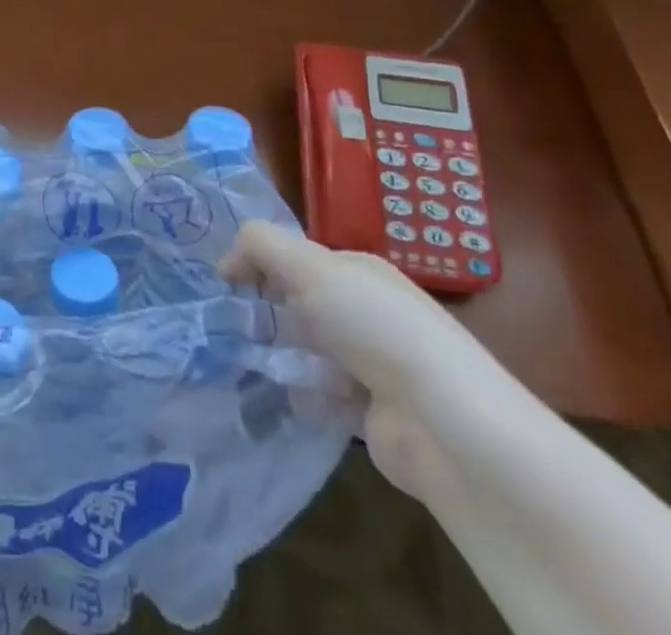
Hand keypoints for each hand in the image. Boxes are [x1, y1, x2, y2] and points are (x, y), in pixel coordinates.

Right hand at [220, 221, 517, 498]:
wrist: (444, 424)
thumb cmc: (374, 327)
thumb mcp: (309, 267)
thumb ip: (261, 246)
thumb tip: (226, 261)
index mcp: (360, 271)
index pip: (298, 257)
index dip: (261, 263)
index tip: (227, 282)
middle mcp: (367, 312)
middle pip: (302, 304)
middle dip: (268, 313)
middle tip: (234, 325)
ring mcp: (372, 364)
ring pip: (309, 351)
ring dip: (283, 357)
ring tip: (253, 364)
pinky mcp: (372, 414)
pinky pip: (323, 397)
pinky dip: (305, 397)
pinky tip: (291, 398)